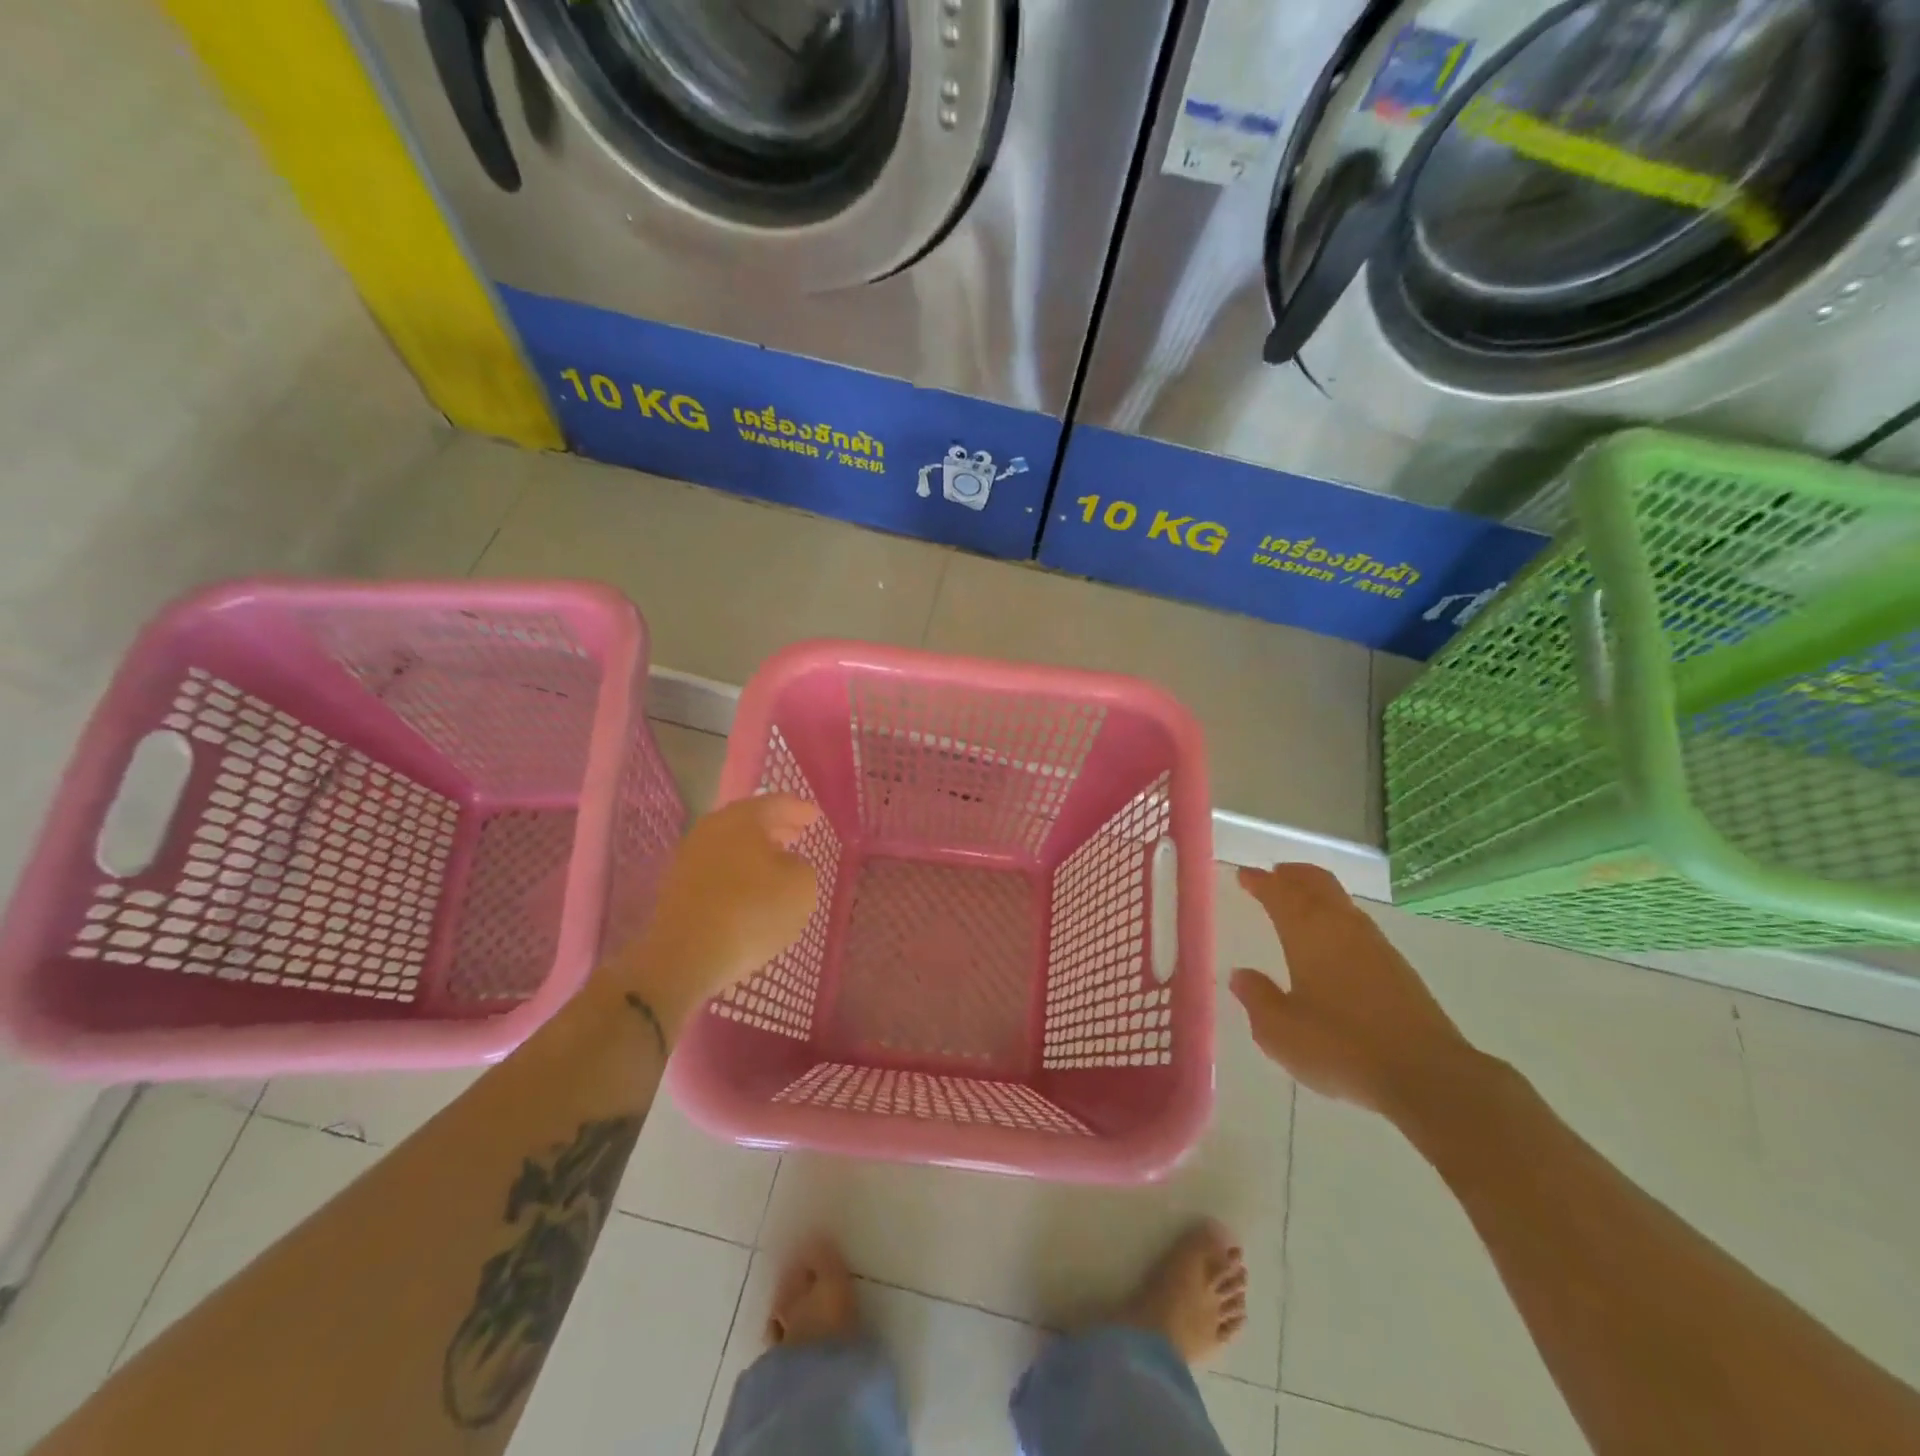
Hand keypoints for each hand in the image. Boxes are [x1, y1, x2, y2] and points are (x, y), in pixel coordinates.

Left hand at [602, 794, 820, 1030]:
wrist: (687, 956)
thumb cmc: (753, 911)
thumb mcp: (801, 886)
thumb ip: (801, 865)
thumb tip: (785, 862)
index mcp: (743, 818)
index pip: (777, 803)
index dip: (799, 809)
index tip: (815, 817)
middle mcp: (712, 828)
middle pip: (749, 820)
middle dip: (775, 826)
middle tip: (796, 833)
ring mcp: (689, 856)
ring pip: (730, 843)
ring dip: (753, 849)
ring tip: (775, 862)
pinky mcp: (677, 885)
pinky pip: (716, 867)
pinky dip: (736, 870)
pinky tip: (749, 887)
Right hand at [1230, 864, 1480, 1120]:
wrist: (1426, 1074)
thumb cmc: (1340, 1047)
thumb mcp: (1280, 1031)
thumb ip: (1257, 998)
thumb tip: (1241, 975)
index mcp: (1307, 933)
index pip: (1279, 894)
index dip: (1260, 881)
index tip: (1244, 874)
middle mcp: (1341, 927)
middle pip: (1316, 884)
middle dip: (1293, 875)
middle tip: (1275, 873)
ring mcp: (1375, 945)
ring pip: (1340, 901)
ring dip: (1317, 892)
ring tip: (1301, 899)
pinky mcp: (1398, 967)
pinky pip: (1357, 923)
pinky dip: (1337, 916)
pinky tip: (1334, 938)